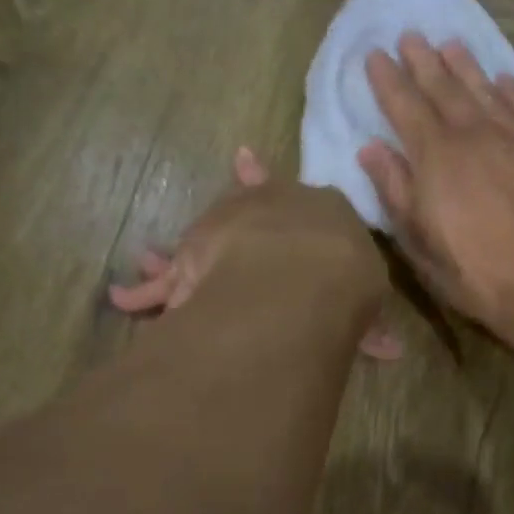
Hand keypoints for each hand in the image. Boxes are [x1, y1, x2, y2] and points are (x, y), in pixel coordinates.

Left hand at [112, 147, 402, 359]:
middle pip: (244, 207)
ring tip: (149, 256)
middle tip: (233, 171)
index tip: (252, 163)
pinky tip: (122, 296)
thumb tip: (390, 350)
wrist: (300, 273)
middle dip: (241, 197)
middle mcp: (260, 213)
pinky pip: (161, 285)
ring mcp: (220, 237)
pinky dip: (143, 293)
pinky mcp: (189, 270)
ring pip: (198, 243)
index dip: (274, 186)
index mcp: (309, 214)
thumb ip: (369, 324)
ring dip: (178, 254)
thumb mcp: (365, 296)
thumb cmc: (342, 274)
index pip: (293, 199)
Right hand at [360, 34, 513, 372]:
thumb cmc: (473, 273)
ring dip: (464, 65)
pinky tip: (503, 80)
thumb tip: (371, 150)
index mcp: (435, 157)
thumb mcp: (419, 243)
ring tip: (450, 44)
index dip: (387, 80)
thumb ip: (395, 191)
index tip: (374, 54)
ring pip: (484, 90)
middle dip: (422, 61)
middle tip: (409, 35)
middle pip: (443, 87)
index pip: (404, 106)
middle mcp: (473, 135)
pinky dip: (512, 90)